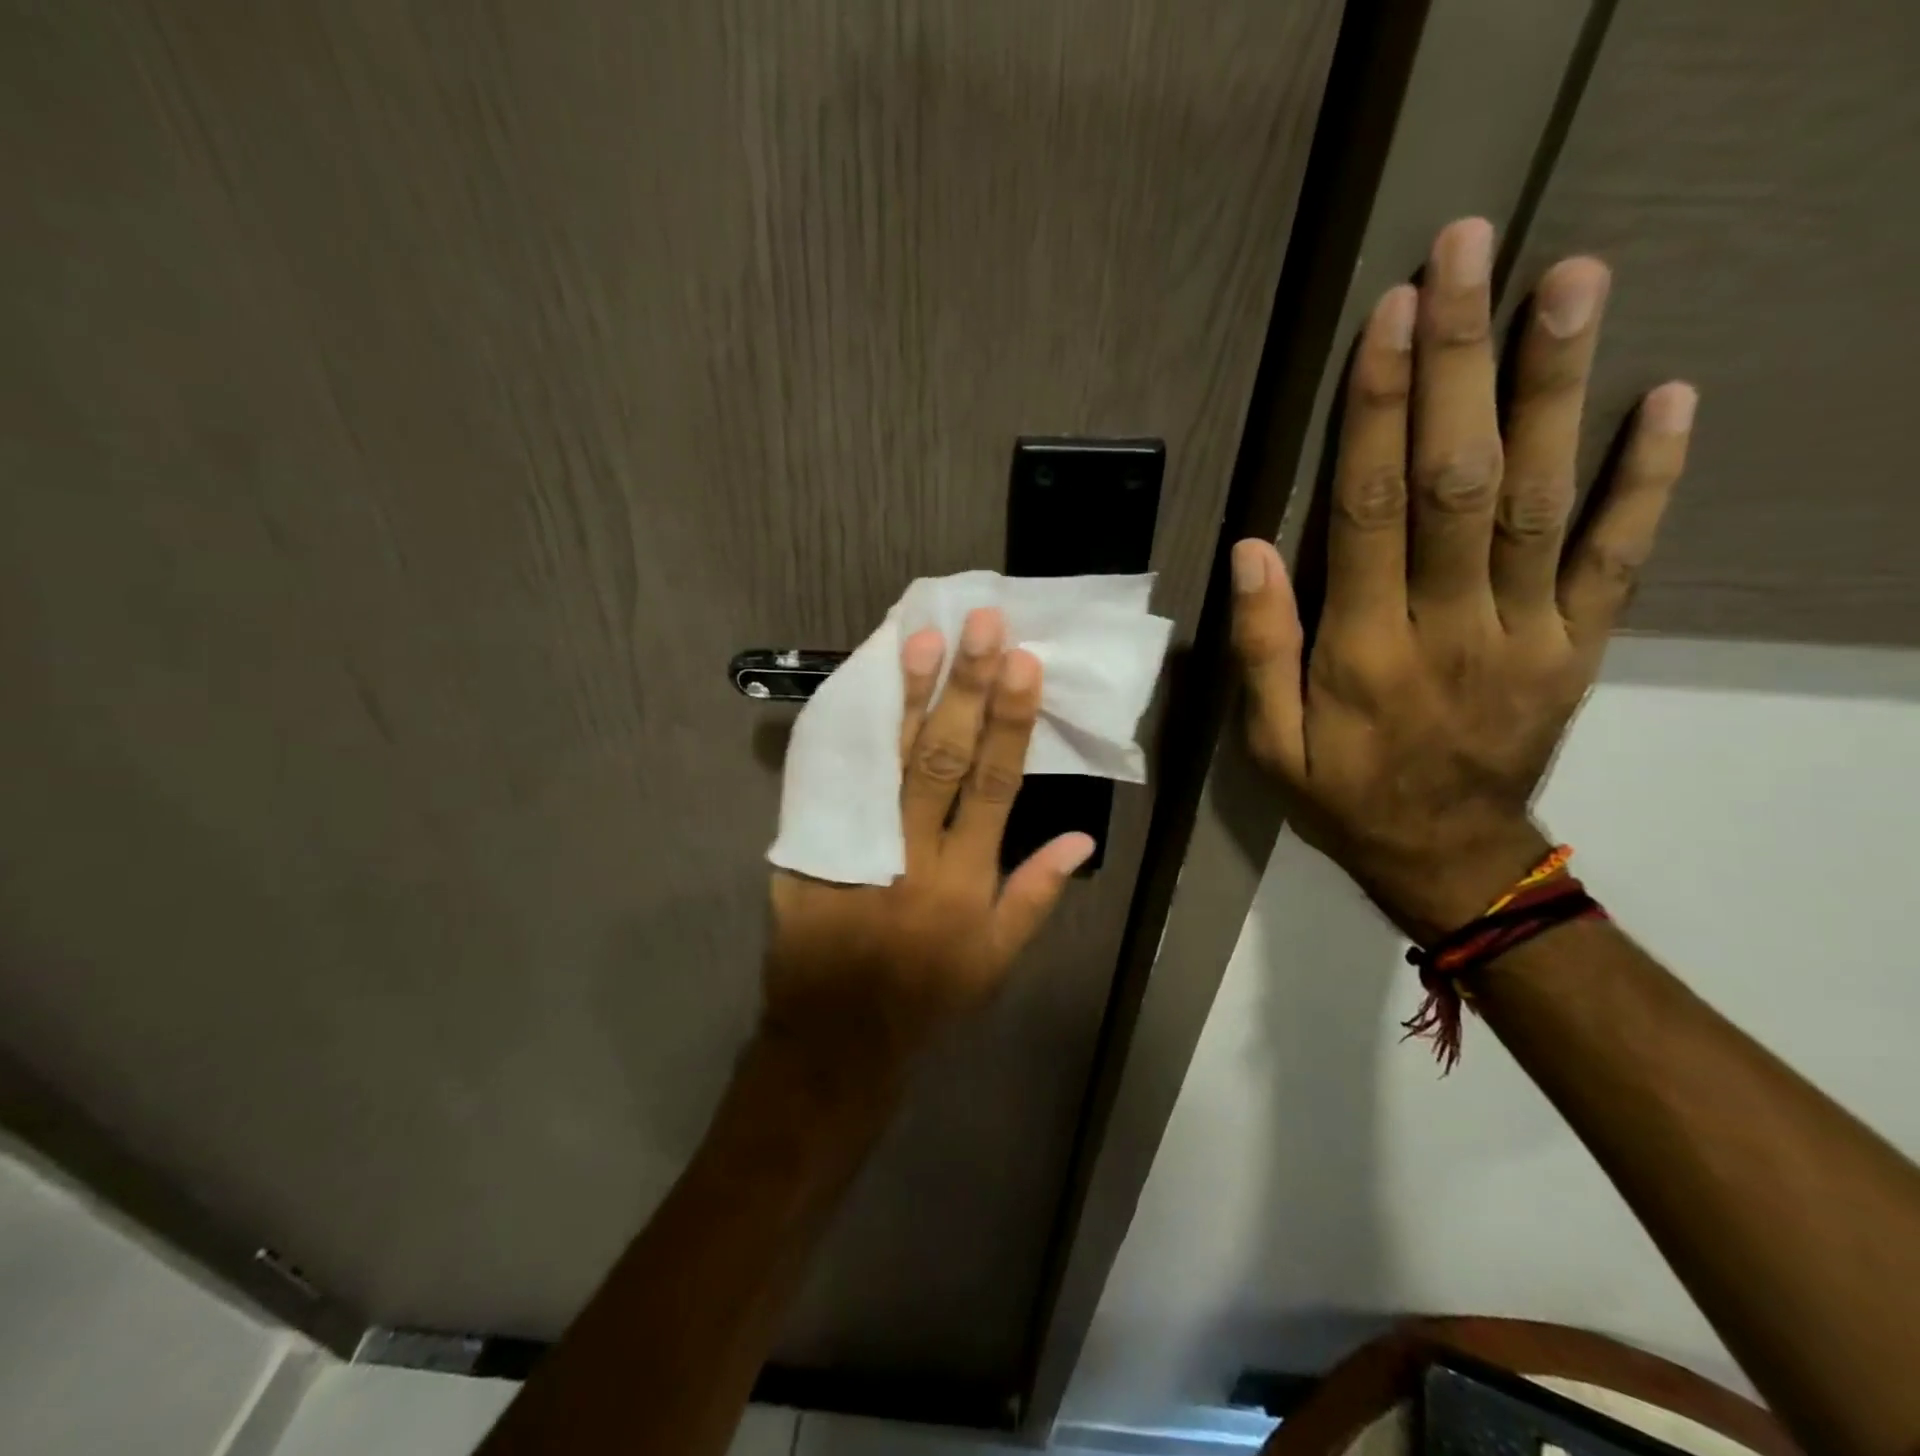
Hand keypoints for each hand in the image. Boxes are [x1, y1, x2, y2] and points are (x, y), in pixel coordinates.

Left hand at [762, 608, 1094, 1088]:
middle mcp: (917, 851)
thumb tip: (1082, 838)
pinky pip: (833, 782)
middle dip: (965, 689)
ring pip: (886, 760)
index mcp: (966, 878)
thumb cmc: (928, 997)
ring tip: (920, 640)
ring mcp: (861, 846)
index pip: (996, 785)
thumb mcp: (996, 960)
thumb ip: (1036, 895)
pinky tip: (858, 690)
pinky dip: (847, 735)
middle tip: (980, 626)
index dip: (1012, 722)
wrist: (837, 1035)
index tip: (1024, 663)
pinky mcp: (814, 848)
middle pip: (943, 758)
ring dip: (905, 697)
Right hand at [1229, 217, 1696, 942]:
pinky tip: (1667, 398)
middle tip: (1468, 254)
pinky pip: (1618, 557)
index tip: (1390, 318)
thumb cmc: (1340, 795)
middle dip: (1462, 362)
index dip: (1380, 412)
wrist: (1445, 857)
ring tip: (1570, 280)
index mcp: (1365, 651)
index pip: (1371, 513)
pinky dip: (1648, 479)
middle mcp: (1451, 627)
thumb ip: (1259, 648)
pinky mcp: (1577, 644)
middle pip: (1460, 482)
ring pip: (1542, 500)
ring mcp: (1527, 632)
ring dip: (1556, 388)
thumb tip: (1249, 550)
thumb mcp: (1267, 743)